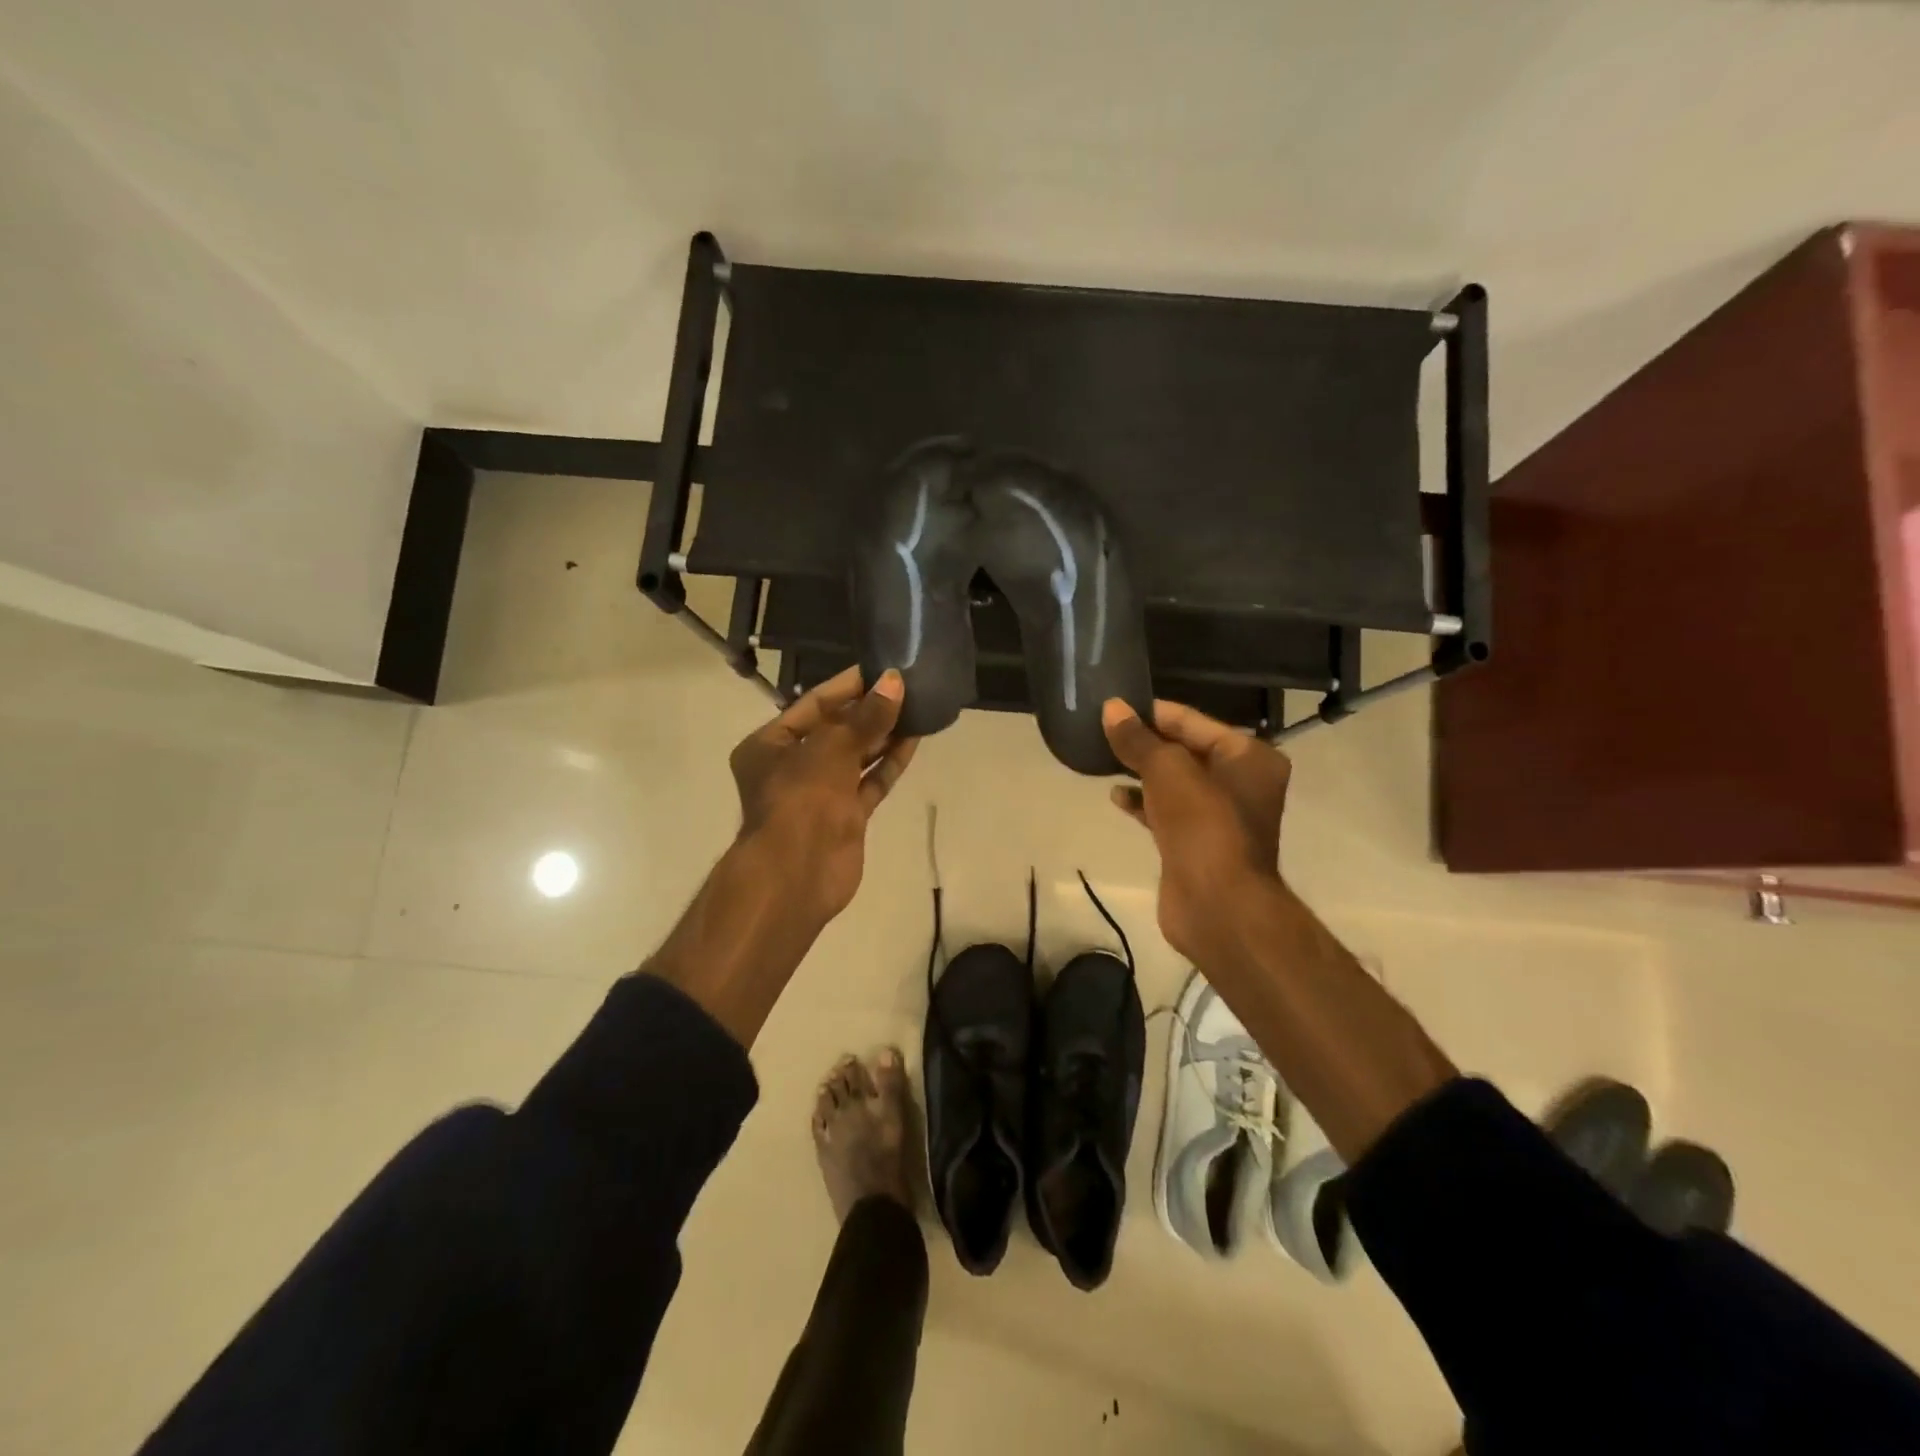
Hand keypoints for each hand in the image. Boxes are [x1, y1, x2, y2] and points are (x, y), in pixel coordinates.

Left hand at [729, 666, 917, 924]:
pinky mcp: (846, 816)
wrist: (797, 872)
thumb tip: (894, 682)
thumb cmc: (801, 797)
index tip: (880, 670)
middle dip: (868, 711)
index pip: (812, 705)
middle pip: (835, 730)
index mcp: (769, 745)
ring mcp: (820, 793)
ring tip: (916, 708)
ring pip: (856, 757)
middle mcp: (791, 767)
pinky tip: (913, 741)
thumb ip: (867, 716)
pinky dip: (888, 763)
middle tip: (904, 687)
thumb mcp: (832, 747)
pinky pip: (870, 782)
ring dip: (883, 735)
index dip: (847, 687)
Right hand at [1101, 698, 1290, 966]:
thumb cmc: (1202, 825)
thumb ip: (1138, 739)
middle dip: (1144, 743)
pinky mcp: (1197, 843)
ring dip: (1141, 771)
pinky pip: (1167, 811)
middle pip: (1184, 750)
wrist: (1217, 905)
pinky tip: (1116, 797)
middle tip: (1102, 731)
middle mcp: (1241, 782)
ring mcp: (1220, 816)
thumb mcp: (1167, 770)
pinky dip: (1143, 802)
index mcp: (1248, 756)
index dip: (1152, 713)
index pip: (1192, 721)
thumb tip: (1112, 708)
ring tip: (1103, 759)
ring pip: (1173, 782)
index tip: (1113, 706)